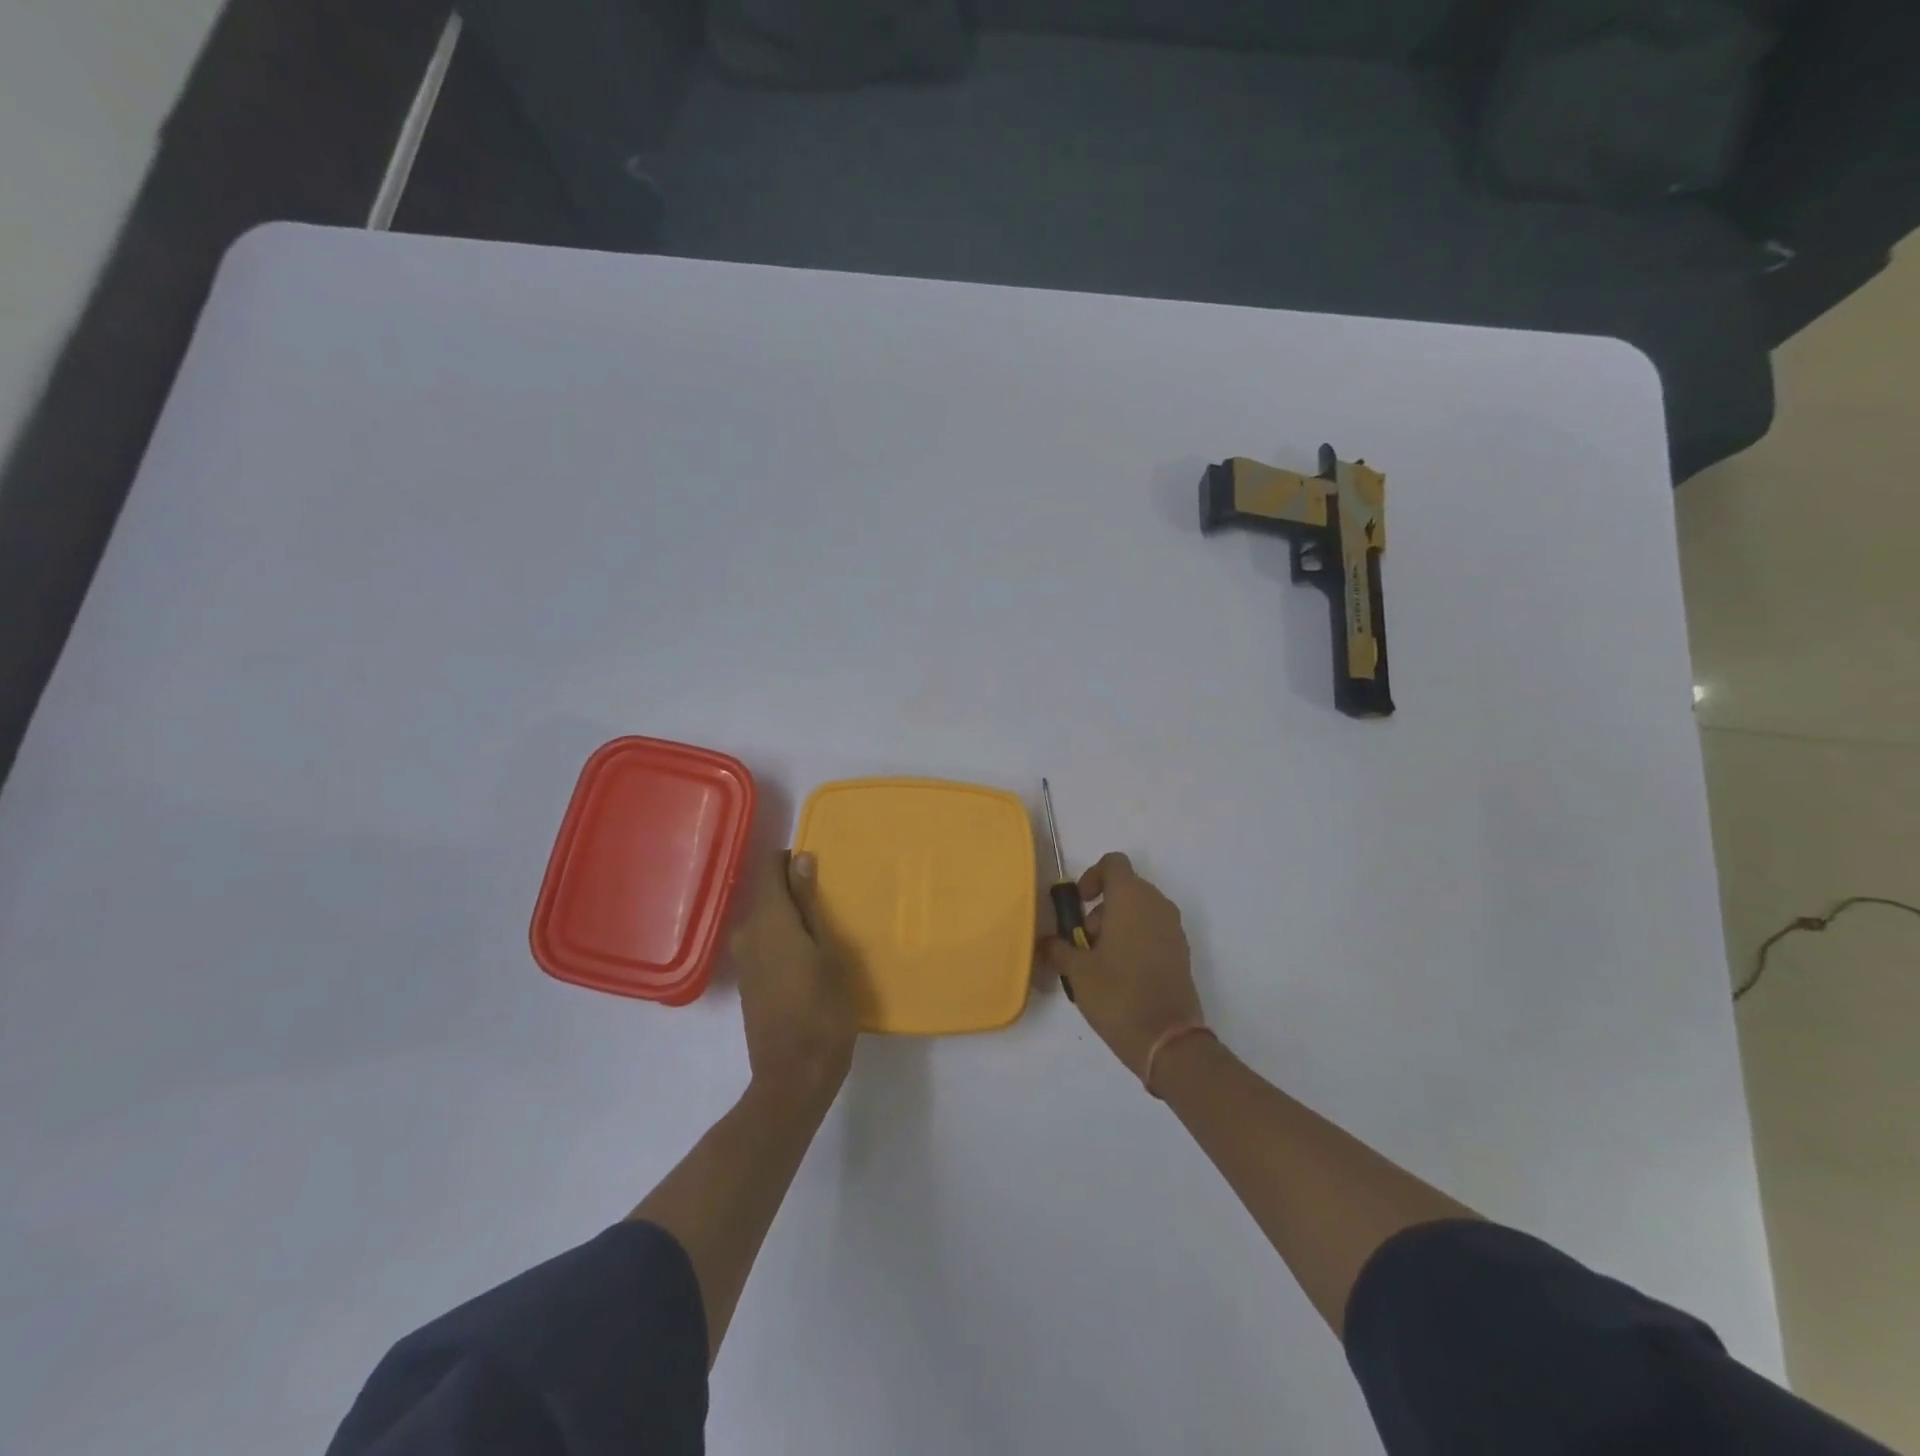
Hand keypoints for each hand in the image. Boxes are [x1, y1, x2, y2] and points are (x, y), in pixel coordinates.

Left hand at [728, 852, 857, 1100]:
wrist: (794, 1077)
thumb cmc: (823, 1010)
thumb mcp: (829, 952)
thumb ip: (811, 904)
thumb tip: (801, 860)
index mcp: (769, 920)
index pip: (769, 868)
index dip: (791, 860)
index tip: (819, 868)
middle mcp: (747, 933)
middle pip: (767, 894)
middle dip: (795, 890)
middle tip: (832, 902)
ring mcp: (744, 960)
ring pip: (766, 920)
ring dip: (791, 918)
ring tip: (825, 929)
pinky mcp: (748, 983)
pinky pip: (764, 944)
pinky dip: (784, 940)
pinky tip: (809, 956)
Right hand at [1039, 852, 1203, 1079]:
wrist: (1167, 1039)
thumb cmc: (1117, 993)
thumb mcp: (1077, 971)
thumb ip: (1058, 948)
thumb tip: (1047, 942)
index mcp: (1131, 897)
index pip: (1113, 863)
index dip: (1092, 876)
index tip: (1080, 905)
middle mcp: (1156, 903)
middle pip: (1125, 888)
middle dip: (1101, 909)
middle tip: (1084, 943)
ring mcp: (1173, 928)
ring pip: (1140, 910)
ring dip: (1117, 926)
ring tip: (1100, 963)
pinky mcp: (1181, 951)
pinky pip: (1153, 931)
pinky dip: (1135, 941)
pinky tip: (1122, 975)